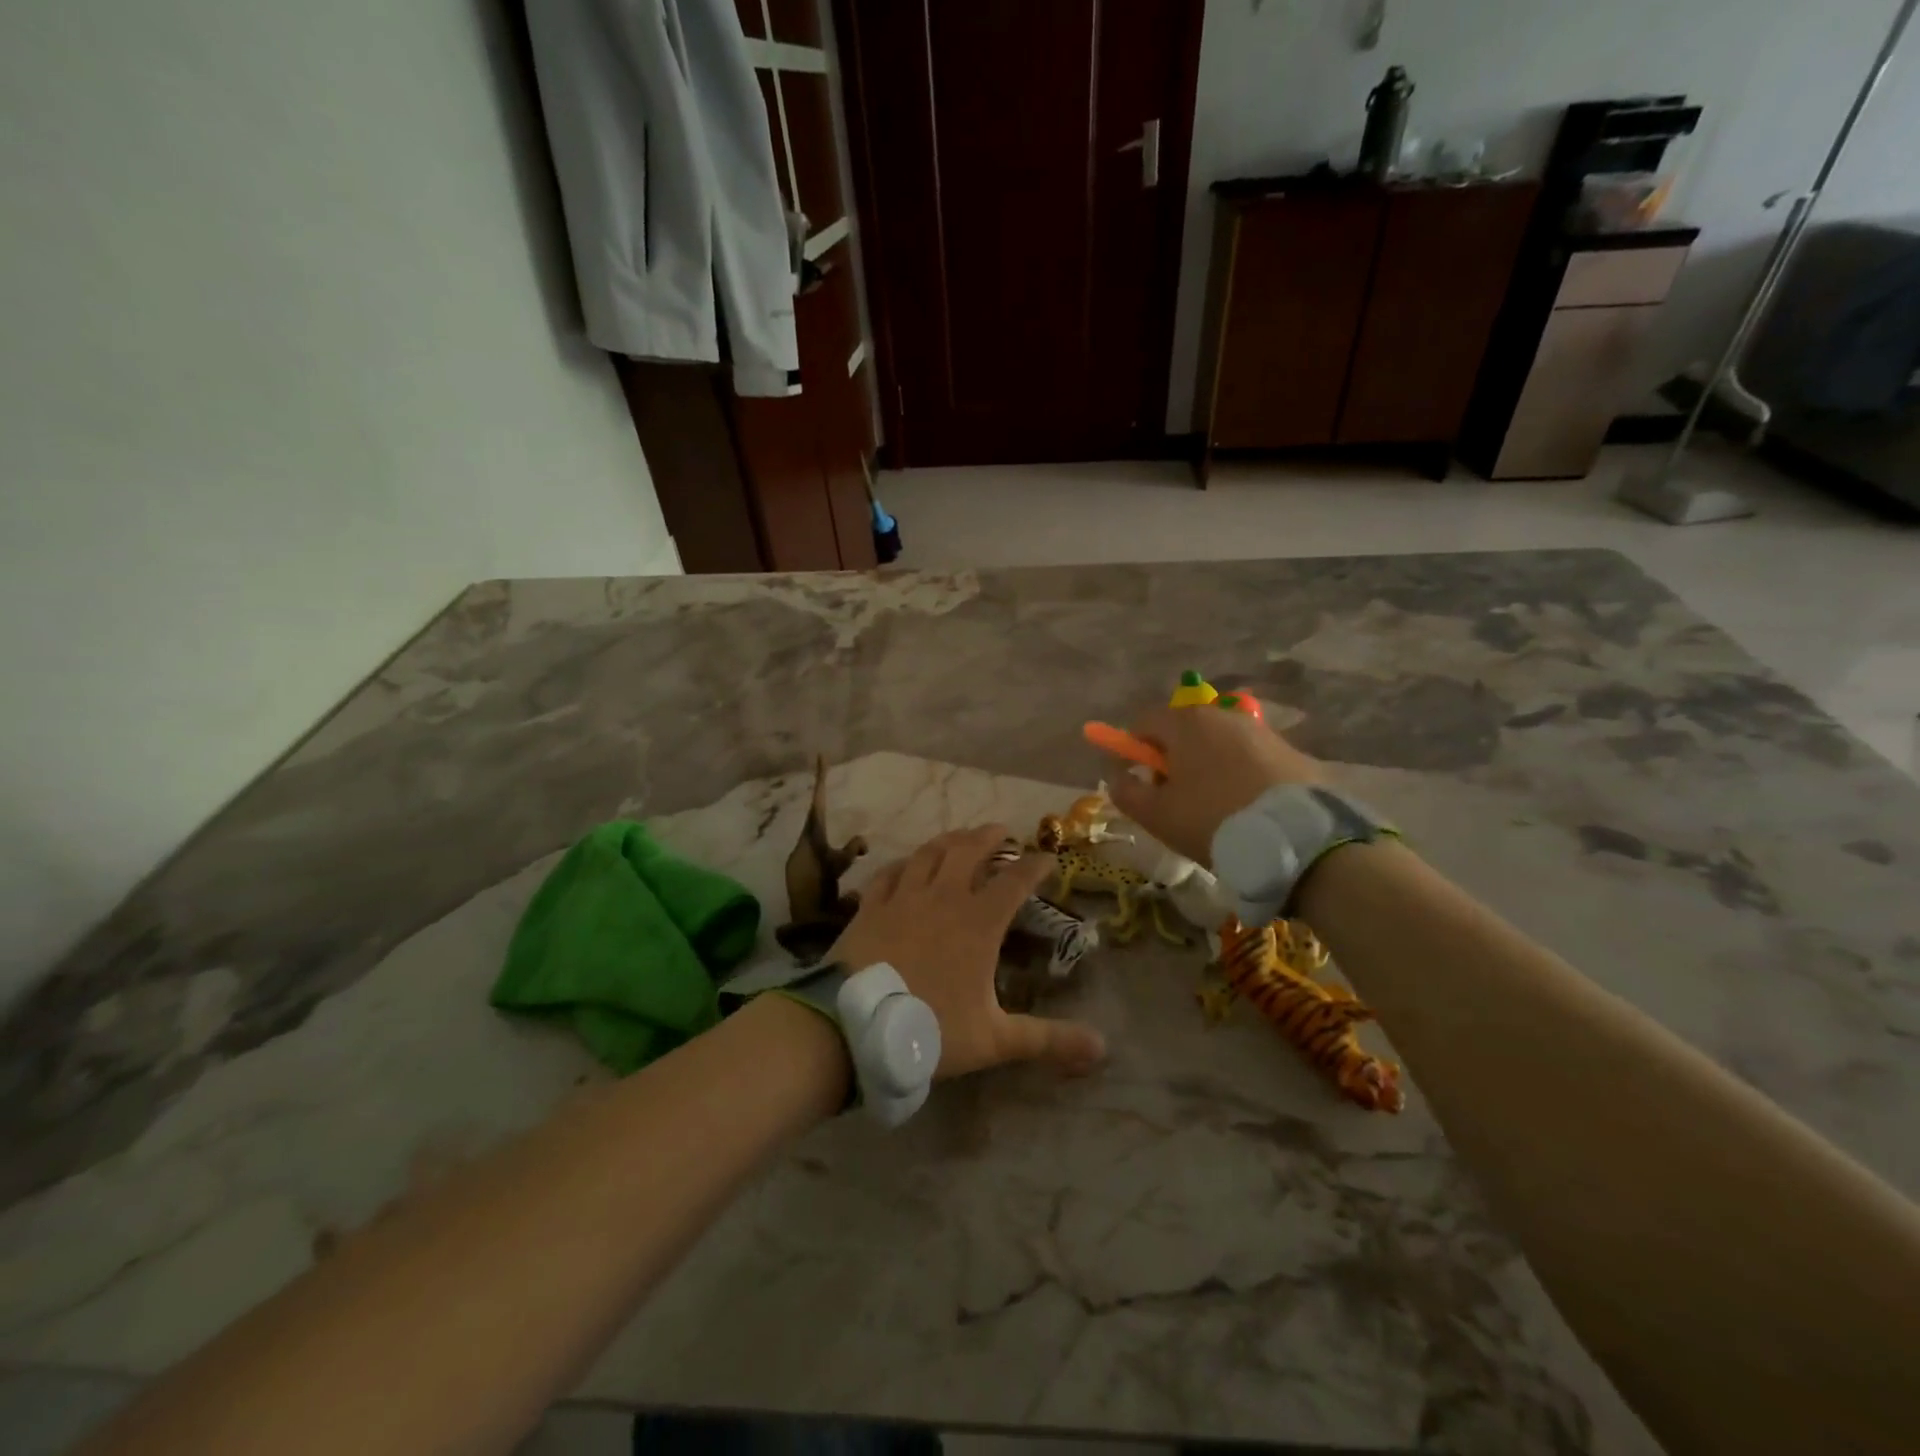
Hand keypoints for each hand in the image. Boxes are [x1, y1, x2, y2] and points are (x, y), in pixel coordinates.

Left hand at [827, 826, 1106, 1078]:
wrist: (853, 1026)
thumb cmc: (929, 1028)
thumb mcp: (994, 1039)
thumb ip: (1047, 1040)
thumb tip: (1103, 1049)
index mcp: (978, 922)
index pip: (1015, 881)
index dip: (1035, 865)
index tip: (1048, 858)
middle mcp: (943, 897)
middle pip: (968, 850)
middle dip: (989, 837)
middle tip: (1002, 831)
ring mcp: (903, 897)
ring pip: (928, 853)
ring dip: (948, 840)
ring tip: (959, 836)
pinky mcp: (870, 906)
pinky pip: (888, 873)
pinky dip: (902, 864)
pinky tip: (904, 865)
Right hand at [1105, 700, 1321, 864]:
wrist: (1297, 838)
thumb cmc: (1213, 820)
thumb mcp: (1156, 815)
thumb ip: (1126, 792)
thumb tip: (1119, 777)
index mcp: (1186, 722)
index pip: (1144, 720)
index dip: (1131, 747)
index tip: (1135, 778)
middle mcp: (1223, 714)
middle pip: (1183, 729)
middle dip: (1171, 756)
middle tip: (1171, 795)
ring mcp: (1260, 730)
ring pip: (1217, 742)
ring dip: (1205, 764)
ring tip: (1210, 805)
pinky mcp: (1289, 750)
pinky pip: (1248, 756)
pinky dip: (1237, 773)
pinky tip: (1243, 806)